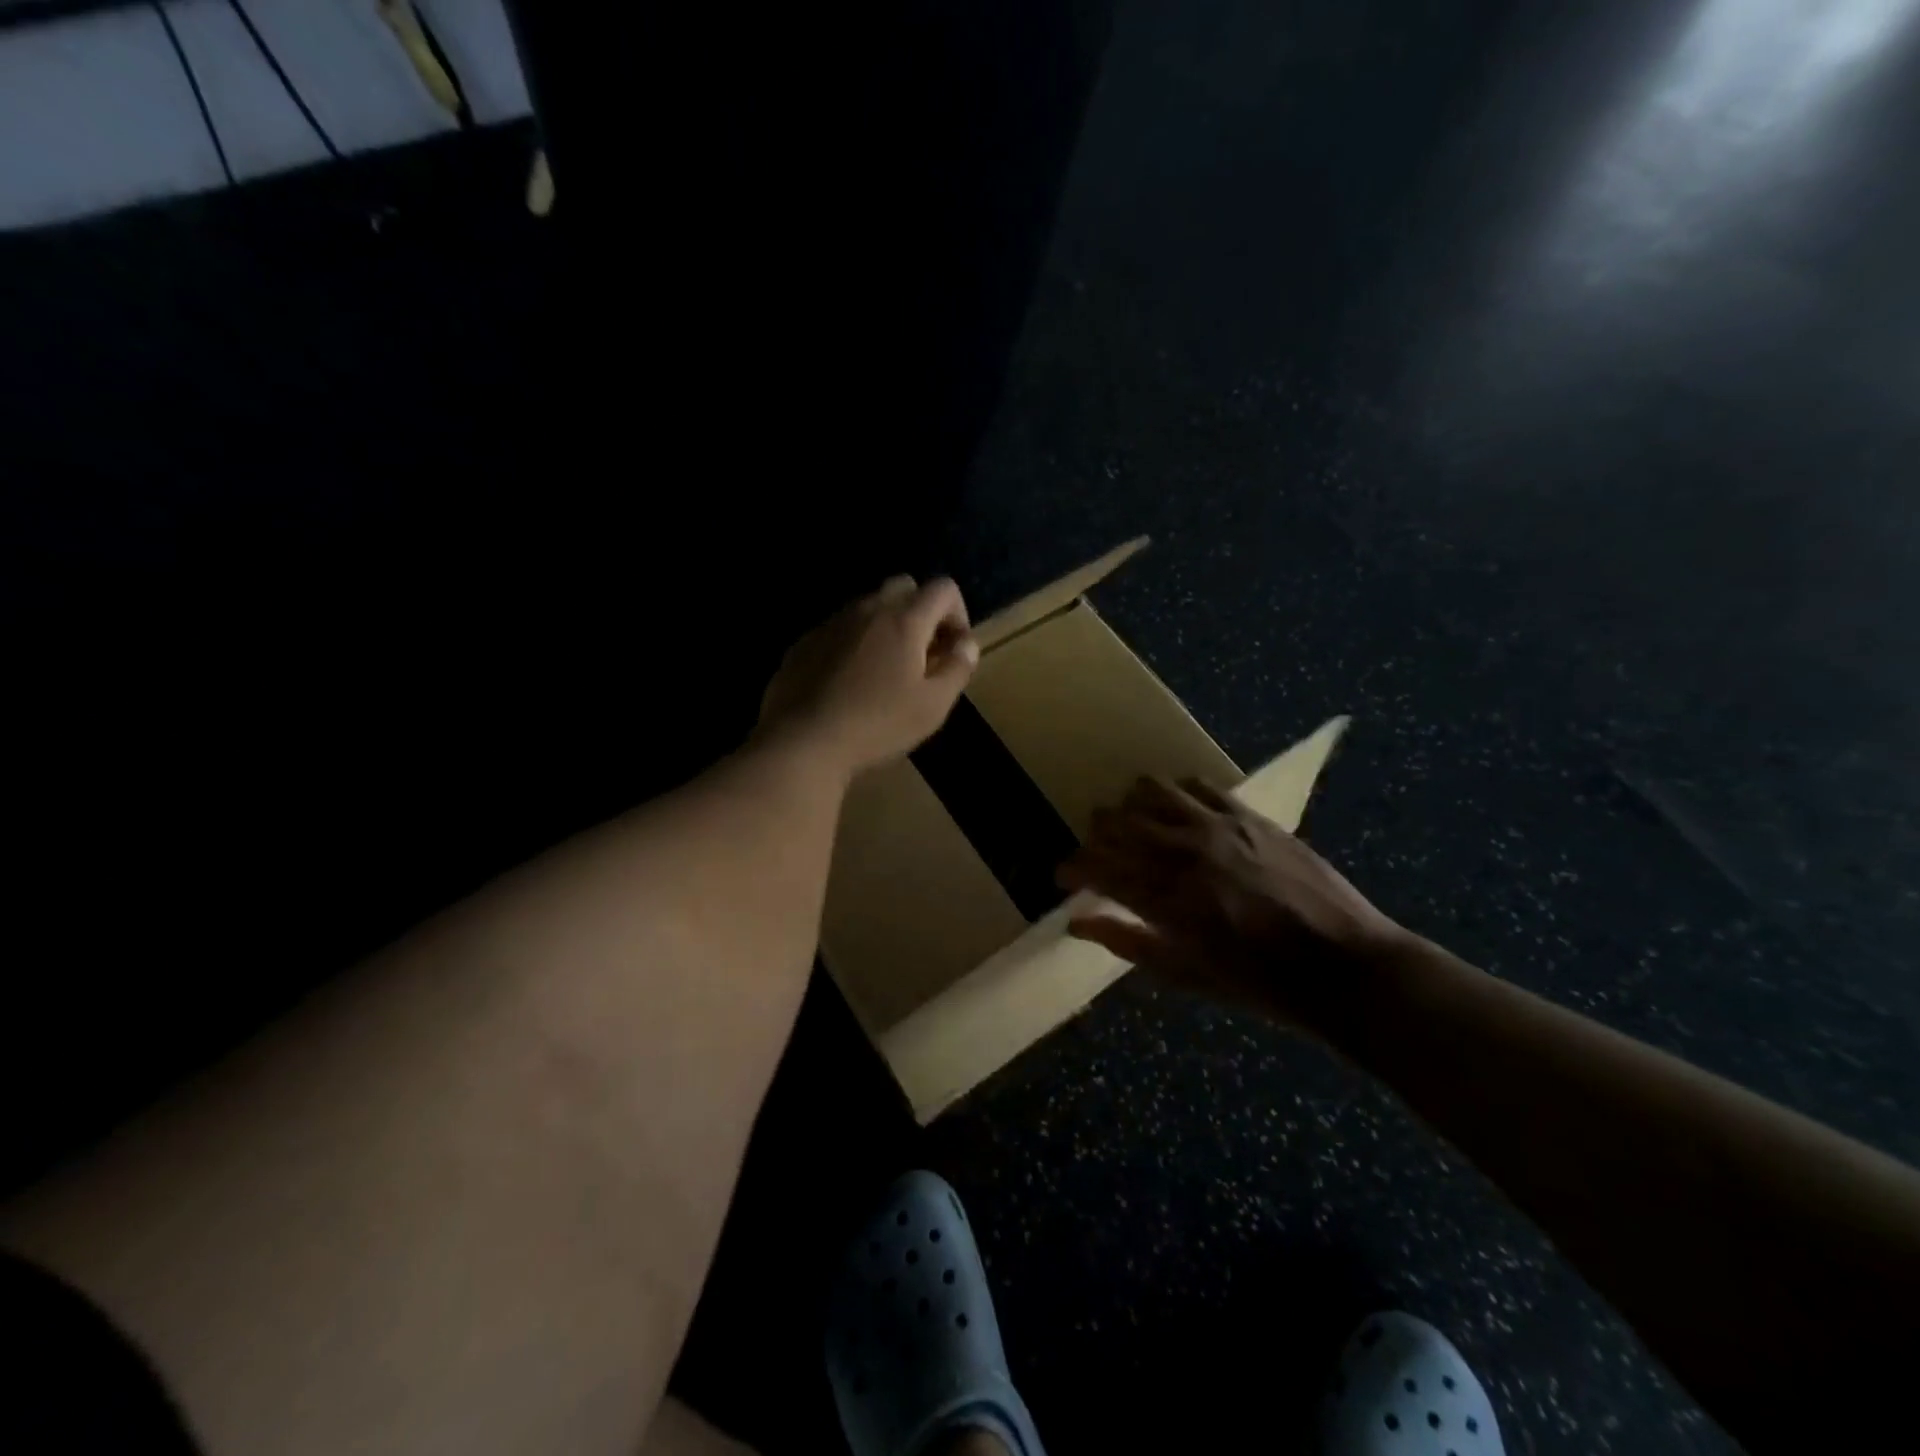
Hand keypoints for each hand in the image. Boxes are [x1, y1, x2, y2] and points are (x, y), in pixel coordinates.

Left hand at [760, 575, 978, 777]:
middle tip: (923, 654)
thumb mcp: (933, 706)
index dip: (958, 614)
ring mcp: (831, 623)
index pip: (943, 588)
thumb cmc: (877, 725)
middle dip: (922, 611)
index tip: (953, 650)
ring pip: (869, 606)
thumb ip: (958, 669)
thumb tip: (967, 644)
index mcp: (904, 620)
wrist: (802, 742)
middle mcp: (868, 609)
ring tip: (887, 670)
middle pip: (904, 587)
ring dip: (887, 626)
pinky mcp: (805, 642)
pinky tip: (850, 681)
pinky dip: (855, 642)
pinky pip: (840, 628)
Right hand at [1057, 777, 1410, 1033]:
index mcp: (1163, 900)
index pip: (1094, 867)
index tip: (1064, 877)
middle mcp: (1181, 853)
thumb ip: (1126, 942)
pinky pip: (1196, 784)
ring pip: (1148, 791)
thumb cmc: (1259, 983)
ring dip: (1131, 807)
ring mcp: (1215, 826)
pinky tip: (1179, 813)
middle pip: (1113, 822)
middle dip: (1095, 837)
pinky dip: (1175, 794)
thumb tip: (1075, 924)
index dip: (1070, 869)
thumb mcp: (1184, 975)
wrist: (1343, 966)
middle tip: (1100, 856)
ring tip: (1137, 826)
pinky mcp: (1247, 813)